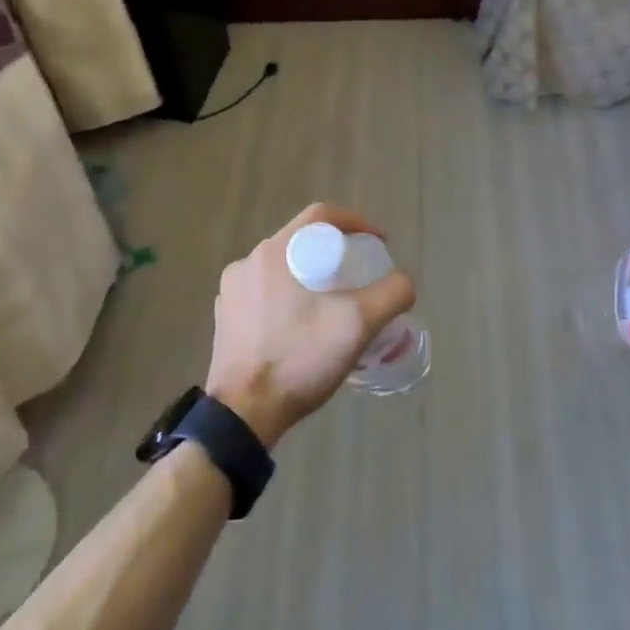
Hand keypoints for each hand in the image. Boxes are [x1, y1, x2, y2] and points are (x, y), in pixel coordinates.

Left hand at [206, 204, 416, 447]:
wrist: (244, 413)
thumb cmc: (299, 360)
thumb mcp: (358, 325)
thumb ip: (391, 294)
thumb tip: (403, 281)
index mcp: (274, 252)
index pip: (321, 216)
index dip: (356, 222)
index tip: (378, 243)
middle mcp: (248, 263)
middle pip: (301, 242)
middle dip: (335, 252)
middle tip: (360, 276)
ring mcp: (232, 291)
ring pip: (283, 269)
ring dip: (311, 277)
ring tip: (335, 304)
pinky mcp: (227, 318)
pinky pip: (265, 294)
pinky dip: (289, 299)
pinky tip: (304, 327)